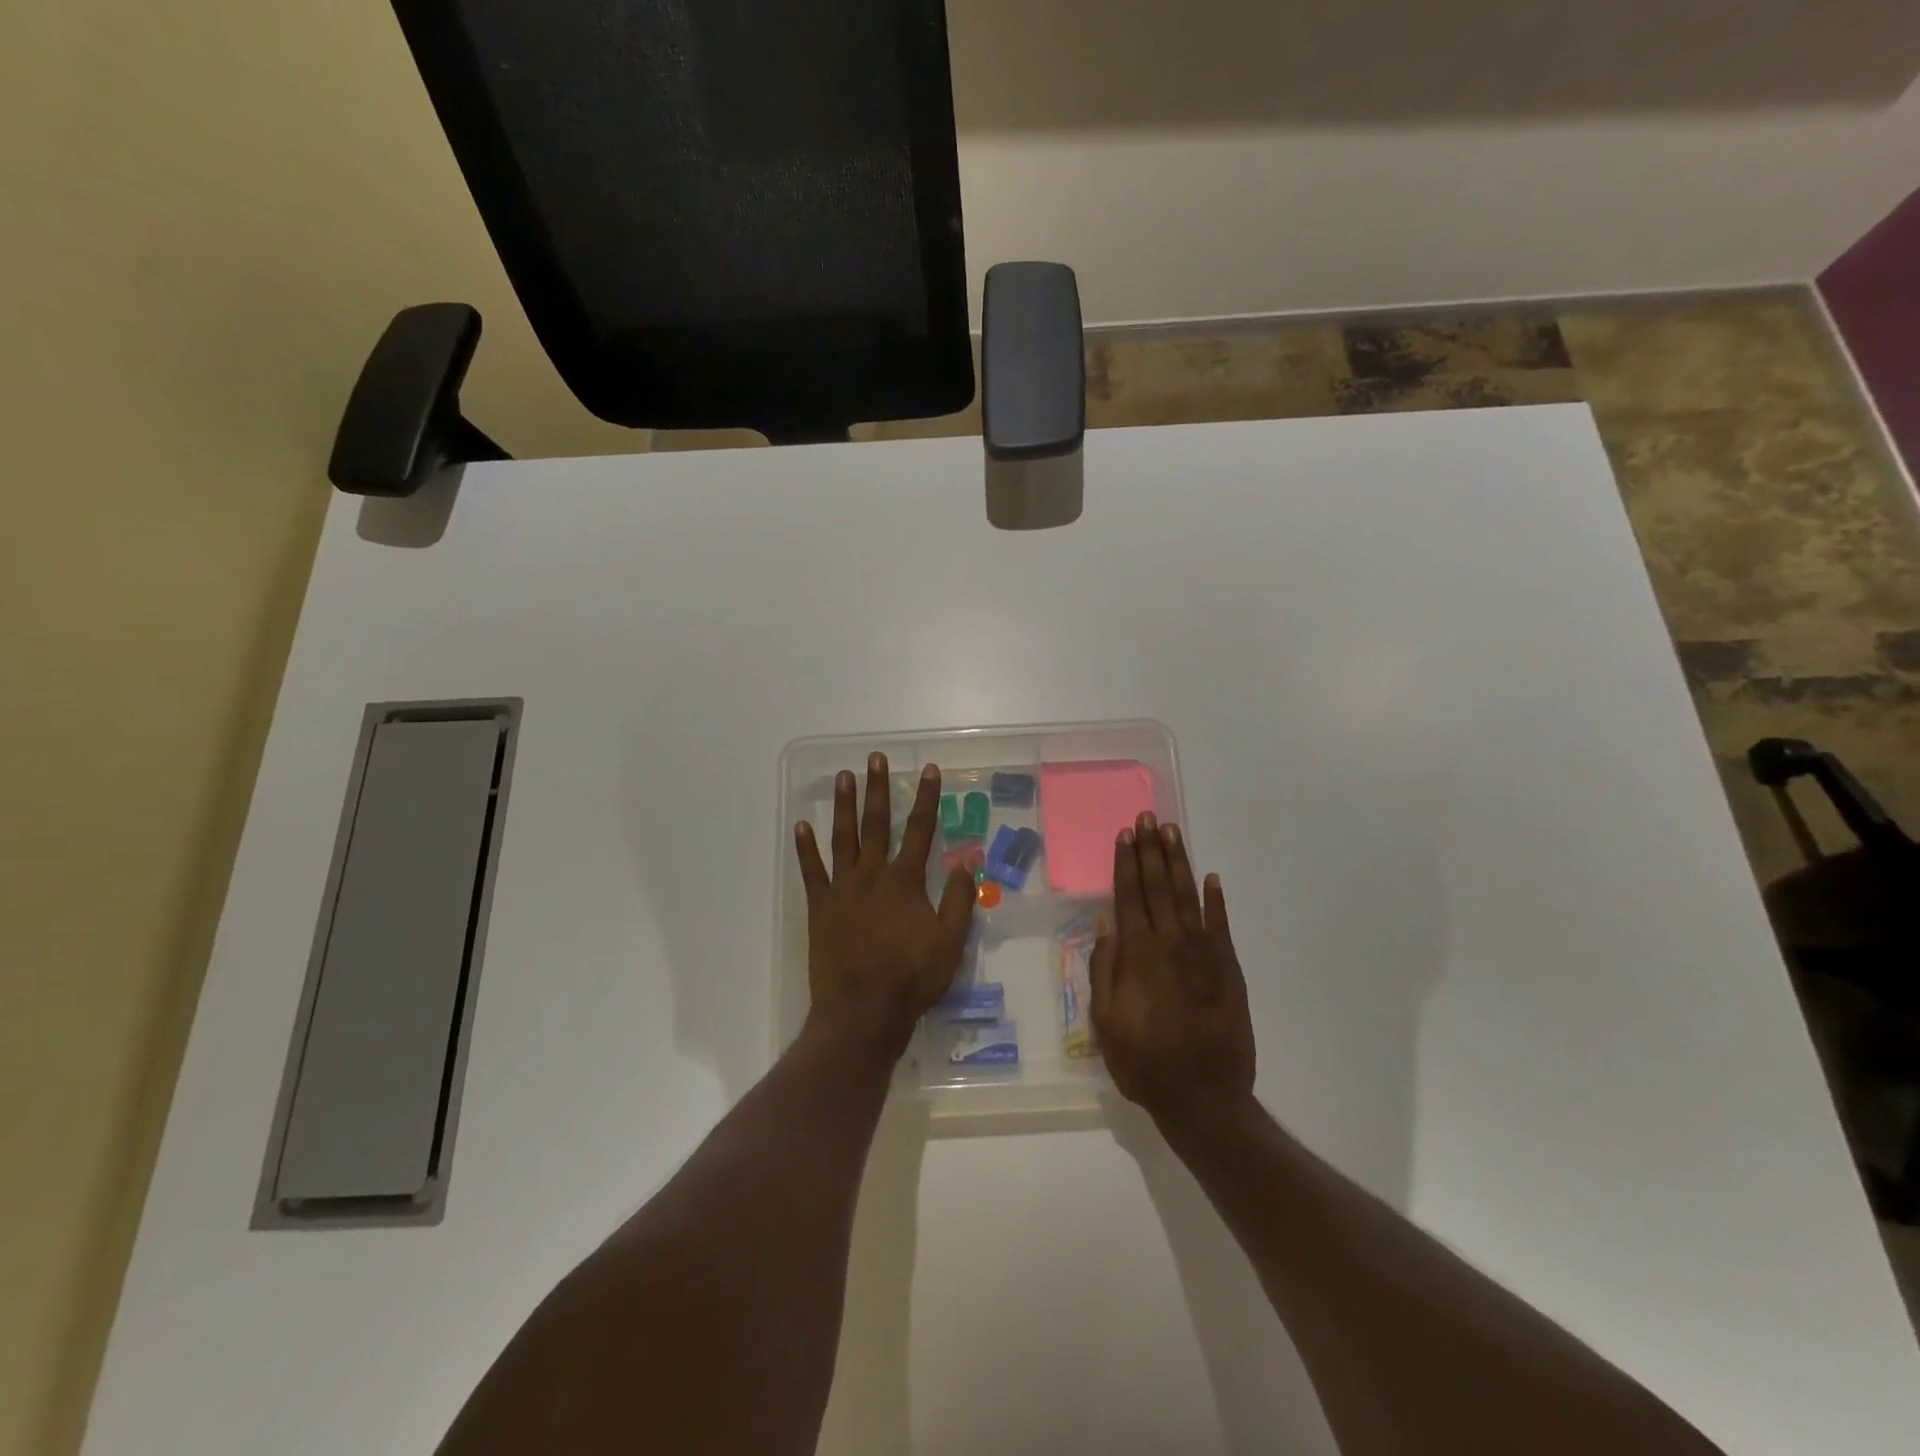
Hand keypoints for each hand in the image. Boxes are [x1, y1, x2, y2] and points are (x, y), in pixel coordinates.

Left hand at [795, 753, 976, 1060]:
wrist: (863, 1011)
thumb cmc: (912, 978)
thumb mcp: (950, 942)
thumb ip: (960, 899)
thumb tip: (968, 861)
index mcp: (905, 881)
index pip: (921, 829)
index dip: (927, 798)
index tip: (929, 769)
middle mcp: (872, 874)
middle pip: (877, 823)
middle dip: (879, 789)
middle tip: (876, 758)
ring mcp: (842, 888)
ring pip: (843, 838)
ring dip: (845, 806)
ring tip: (843, 776)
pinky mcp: (820, 907)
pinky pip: (811, 870)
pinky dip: (806, 848)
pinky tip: (801, 825)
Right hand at [1092, 813, 1255, 1125]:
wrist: (1204, 1096)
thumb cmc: (1144, 1062)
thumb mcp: (1106, 1021)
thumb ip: (1105, 969)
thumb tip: (1105, 925)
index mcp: (1138, 955)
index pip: (1130, 896)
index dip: (1126, 863)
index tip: (1125, 834)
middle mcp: (1171, 943)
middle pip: (1158, 887)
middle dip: (1151, 850)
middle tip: (1148, 817)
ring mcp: (1203, 953)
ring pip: (1188, 897)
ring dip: (1178, 863)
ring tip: (1172, 833)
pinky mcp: (1228, 969)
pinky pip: (1220, 925)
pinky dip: (1216, 900)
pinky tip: (1211, 879)